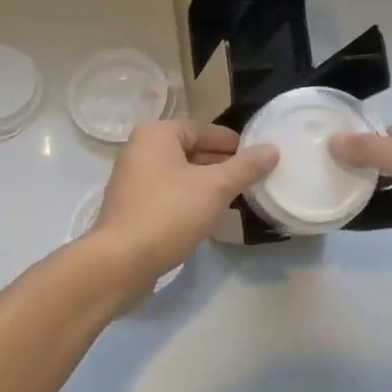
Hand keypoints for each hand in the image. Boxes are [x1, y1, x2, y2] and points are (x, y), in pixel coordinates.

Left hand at [82, 121, 277, 301]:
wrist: (119, 262)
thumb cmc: (168, 213)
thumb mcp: (215, 188)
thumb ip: (245, 167)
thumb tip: (272, 149)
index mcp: (156, 134)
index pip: (202, 129)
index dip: (231, 142)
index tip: (256, 157)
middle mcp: (139, 149)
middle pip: (189, 150)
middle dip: (220, 164)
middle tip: (250, 178)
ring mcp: (132, 179)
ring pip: (179, 173)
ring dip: (205, 183)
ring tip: (234, 197)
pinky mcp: (130, 207)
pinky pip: (167, 193)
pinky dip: (188, 199)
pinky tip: (207, 216)